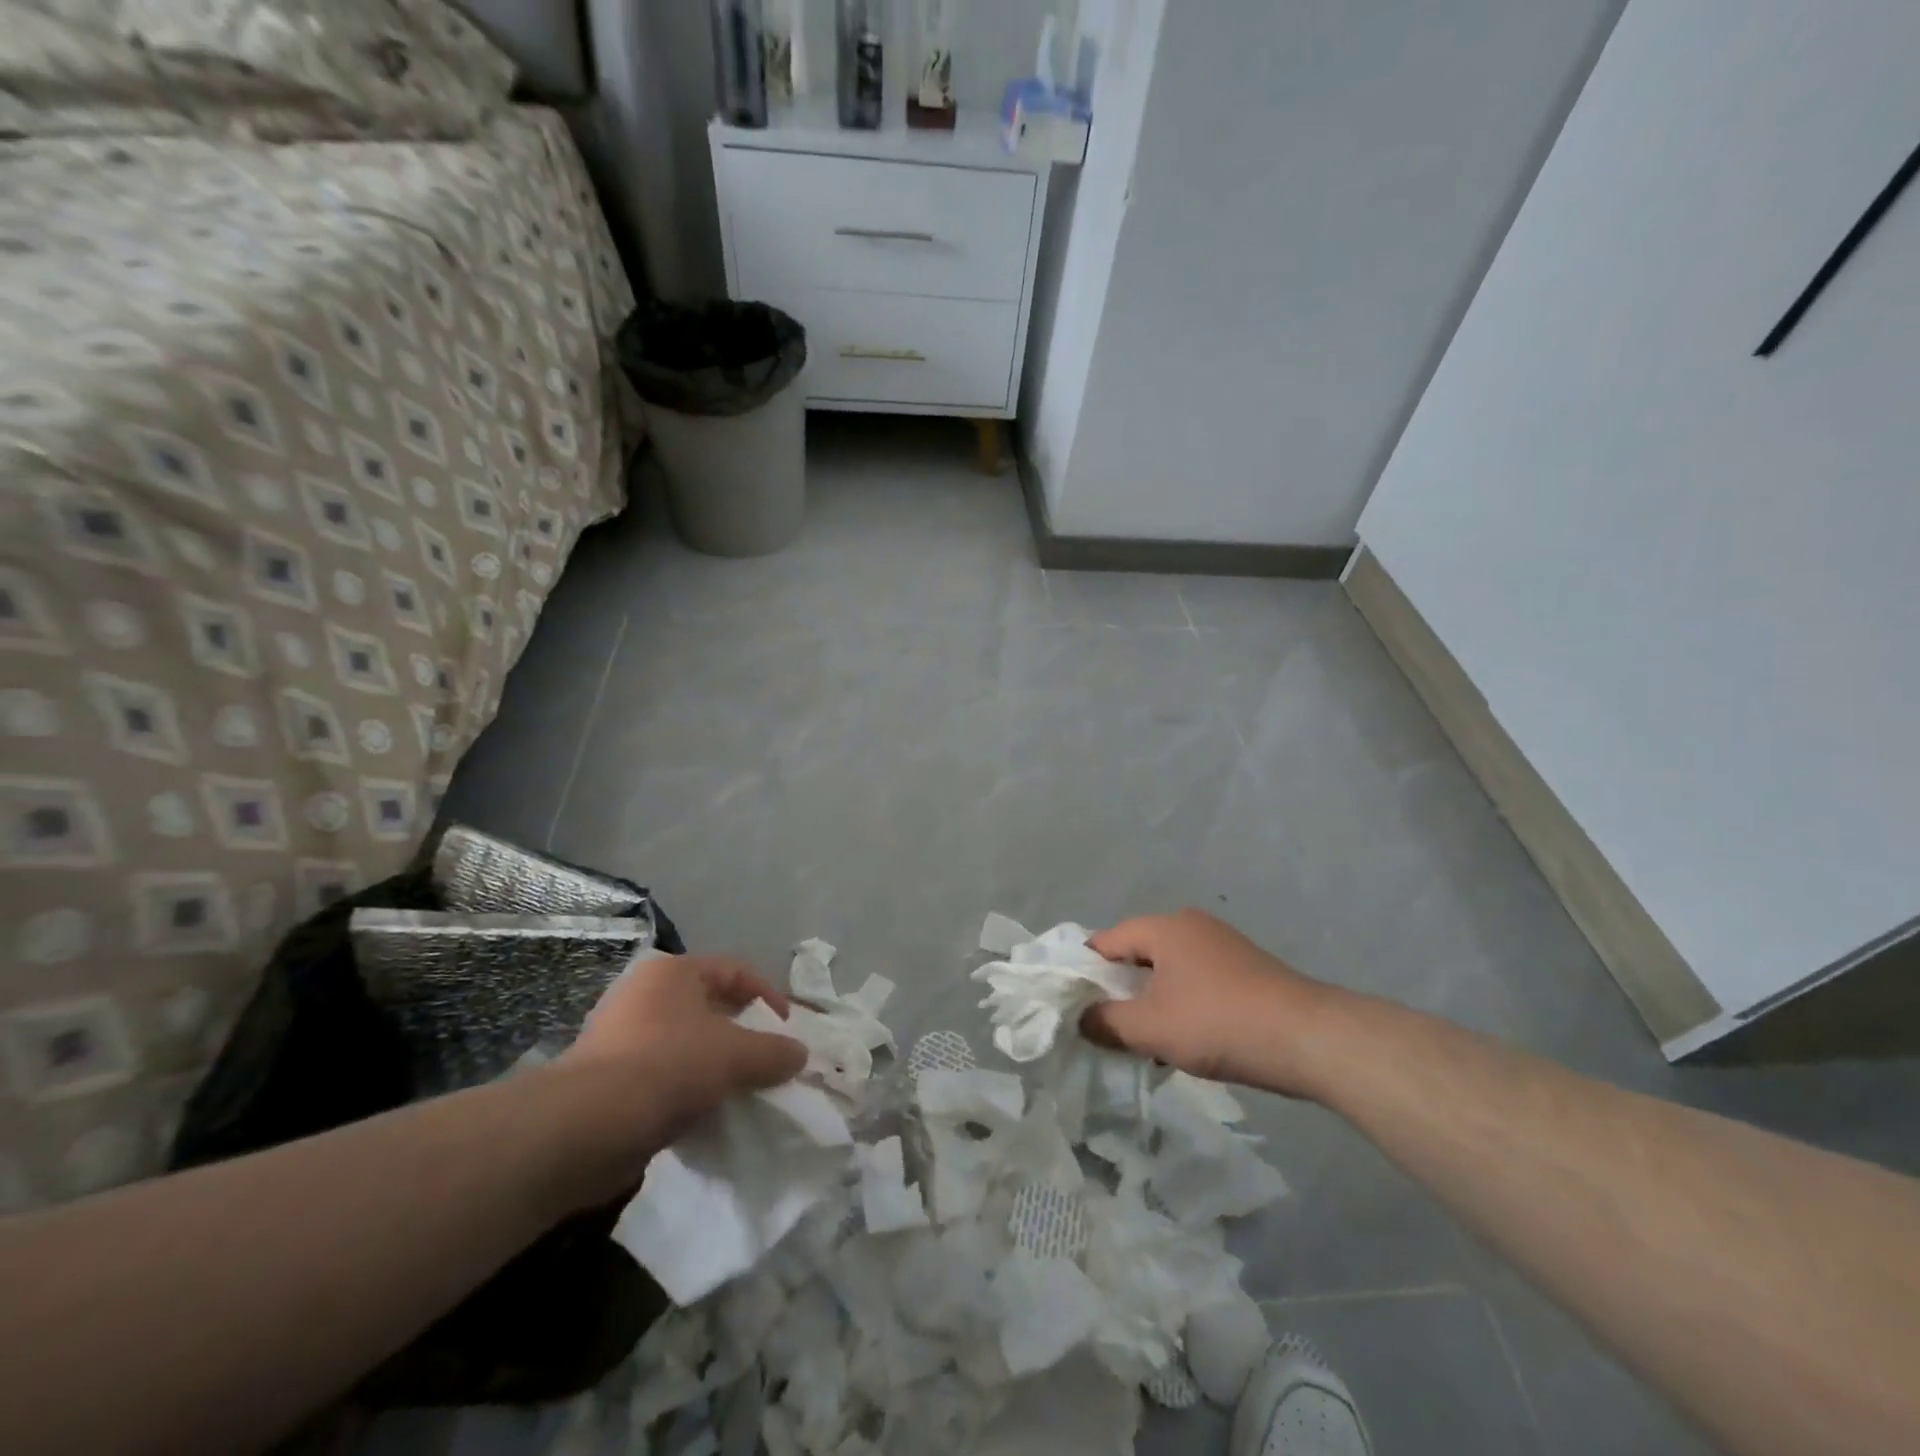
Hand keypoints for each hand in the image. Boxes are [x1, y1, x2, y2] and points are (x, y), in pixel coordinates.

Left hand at [551, 953, 806, 1198]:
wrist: (585, 1128)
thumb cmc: (668, 1067)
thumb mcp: (735, 1056)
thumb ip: (773, 1052)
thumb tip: (798, 1054)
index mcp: (673, 972)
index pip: (735, 970)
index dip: (767, 995)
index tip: (786, 1030)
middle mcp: (644, 995)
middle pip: (710, 1007)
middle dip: (743, 1035)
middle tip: (766, 1062)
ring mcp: (620, 1037)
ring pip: (686, 1045)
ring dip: (715, 1068)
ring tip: (740, 1093)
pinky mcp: (607, 1080)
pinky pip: (662, 1078)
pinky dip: (687, 1092)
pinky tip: (705, 1117)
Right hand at [1081, 910, 1330, 1095]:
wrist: (1309, 1039)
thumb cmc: (1219, 1023)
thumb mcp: (1150, 1028)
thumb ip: (1105, 1022)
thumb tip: (1081, 1019)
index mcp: (1164, 927)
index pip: (1106, 941)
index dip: (1085, 973)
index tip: (1073, 1006)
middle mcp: (1191, 925)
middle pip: (1137, 953)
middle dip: (1119, 989)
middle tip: (1106, 1026)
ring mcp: (1222, 945)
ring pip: (1167, 970)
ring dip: (1151, 1001)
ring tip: (1143, 1039)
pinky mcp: (1245, 969)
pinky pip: (1195, 980)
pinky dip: (1180, 1003)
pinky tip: (1184, 1038)